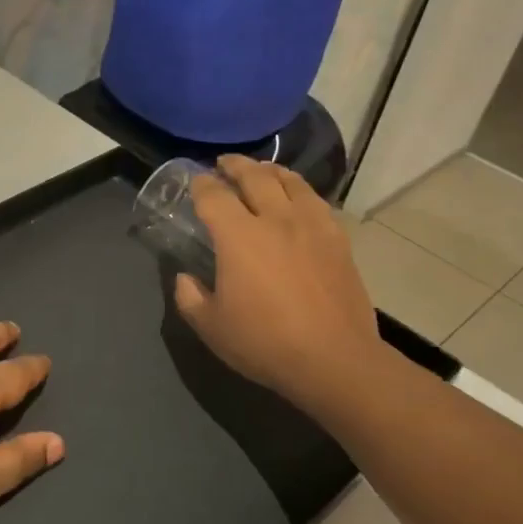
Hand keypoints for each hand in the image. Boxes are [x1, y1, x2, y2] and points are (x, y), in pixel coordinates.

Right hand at [172, 155, 384, 420]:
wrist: (334, 360)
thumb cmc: (265, 343)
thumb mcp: (211, 327)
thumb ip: (189, 297)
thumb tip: (184, 278)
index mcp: (238, 236)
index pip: (214, 195)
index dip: (201, 185)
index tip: (195, 183)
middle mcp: (275, 219)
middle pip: (254, 176)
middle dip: (235, 165)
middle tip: (224, 164)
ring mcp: (311, 226)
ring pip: (290, 181)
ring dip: (270, 170)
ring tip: (261, 170)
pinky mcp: (337, 240)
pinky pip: (316, 201)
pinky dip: (300, 190)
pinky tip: (298, 199)